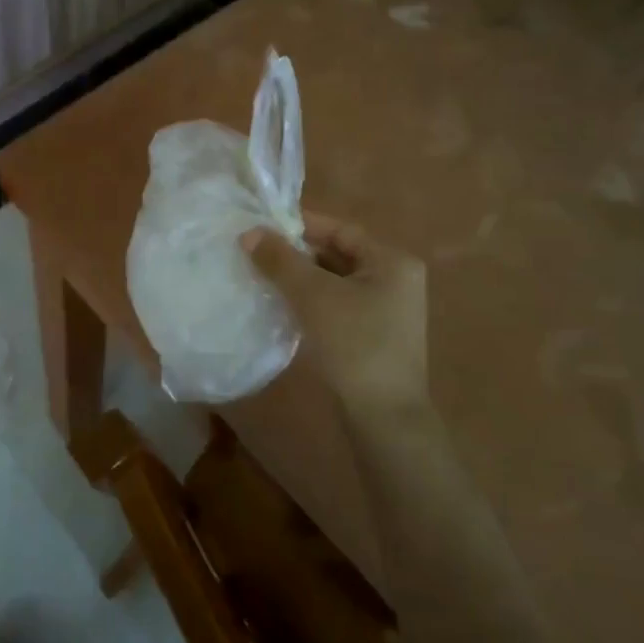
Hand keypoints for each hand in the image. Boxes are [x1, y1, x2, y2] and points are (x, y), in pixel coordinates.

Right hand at [242, 212, 428, 413]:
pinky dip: (310, 302)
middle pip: (337, 255)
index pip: (340, 230)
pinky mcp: (373, 336)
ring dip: (300, 279)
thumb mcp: (313, 296)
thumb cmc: (355, 345)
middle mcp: (395, 280)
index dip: (300, 225)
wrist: (383, 417)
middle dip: (296, 253)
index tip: (262, 225)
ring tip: (260, 275)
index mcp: (392, 262)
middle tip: (255, 251)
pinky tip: (281, 306)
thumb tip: (248, 232)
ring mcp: (386, 311)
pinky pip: (336, 306)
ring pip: (334, 282)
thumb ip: (281, 260)